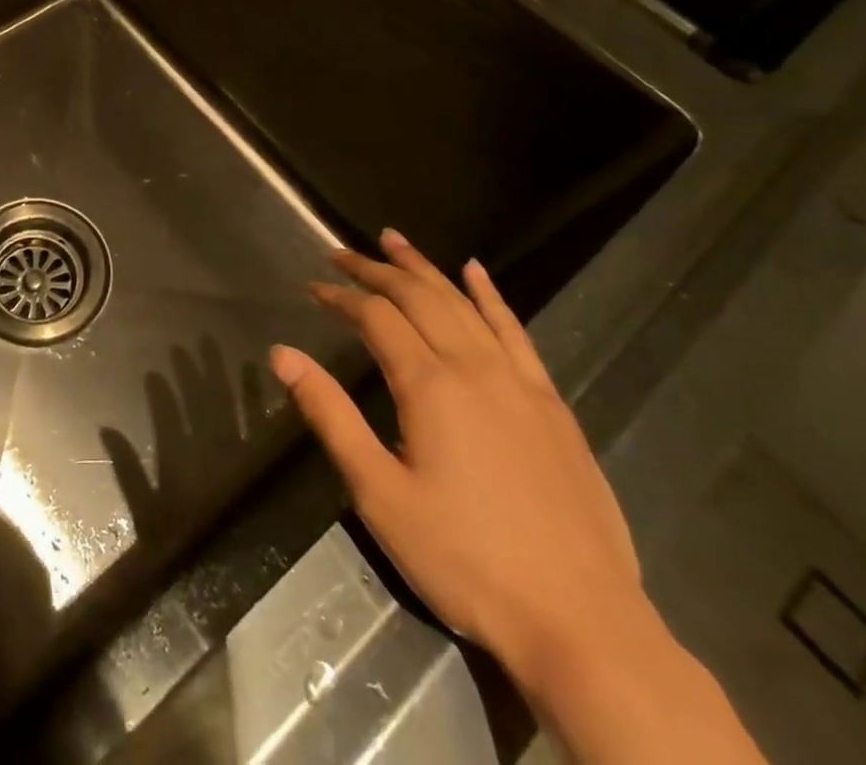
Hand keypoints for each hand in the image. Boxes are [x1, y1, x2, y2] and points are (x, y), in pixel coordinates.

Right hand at [270, 230, 644, 681]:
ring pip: (464, 304)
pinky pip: (516, 332)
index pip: (376, 317)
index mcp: (429, 386)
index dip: (341, 298)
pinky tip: (475, 272)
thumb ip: (330, 415)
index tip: (313, 289)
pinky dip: (491, 296)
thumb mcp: (380, 494)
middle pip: (418, 297)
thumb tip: (282, 354)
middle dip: (375, 270)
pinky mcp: (552, 406)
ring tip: (394, 240)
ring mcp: (519, 383)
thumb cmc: (465, 561)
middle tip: (341, 252)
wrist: (583, 625)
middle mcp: (474, 368)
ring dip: (424, 268)